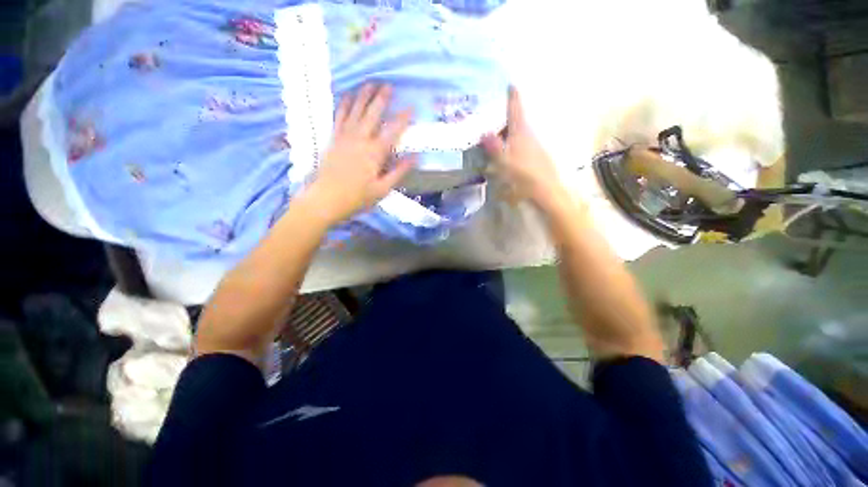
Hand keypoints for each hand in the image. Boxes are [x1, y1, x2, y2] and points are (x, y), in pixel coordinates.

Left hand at [304, 84, 413, 225]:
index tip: (411, 108)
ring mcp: (345, 137)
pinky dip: (344, 105)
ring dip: (363, 96)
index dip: (402, 119)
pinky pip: (339, 117)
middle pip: (372, 115)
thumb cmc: (357, 197)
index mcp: (374, 153)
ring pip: (355, 111)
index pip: (392, 132)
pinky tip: (348, 96)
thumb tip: (415, 157)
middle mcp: (360, 140)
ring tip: (370, 83)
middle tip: (389, 85)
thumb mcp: (382, 189)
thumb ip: (399, 171)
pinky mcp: (334, 139)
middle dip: (382, 99)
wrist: (326, 199)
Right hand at [482, 88, 564, 209]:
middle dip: (506, 115)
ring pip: (519, 132)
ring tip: (496, 132)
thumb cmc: (523, 175)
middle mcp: (529, 133)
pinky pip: (522, 142)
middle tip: (492, 113)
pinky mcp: (537, 154)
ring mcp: (534, 144)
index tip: (509, 83)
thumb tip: (484, 132)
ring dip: (509, 130)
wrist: (546, 189)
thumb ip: (494, 147)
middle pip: (517, 120)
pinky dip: (513, 141)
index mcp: (521, 131)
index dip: (512, 95)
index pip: (516, 108)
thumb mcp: (504, 162)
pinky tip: (507, 150)